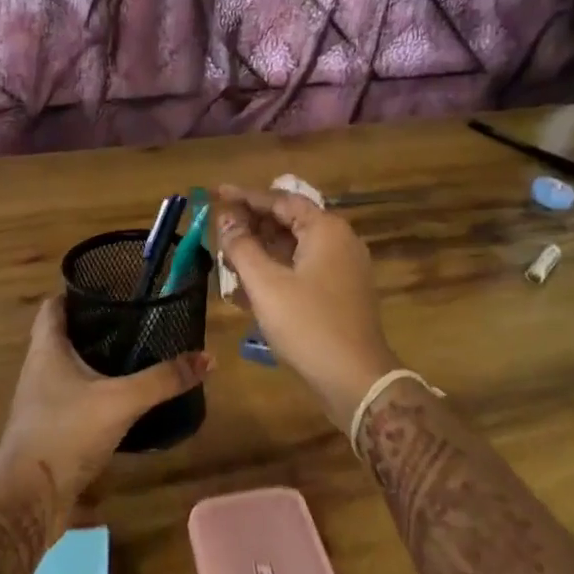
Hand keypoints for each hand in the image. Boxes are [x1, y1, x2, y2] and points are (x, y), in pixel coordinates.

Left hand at [0, 296, 211, 543]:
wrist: (28, 499)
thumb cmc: (66, 433)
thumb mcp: (121, 401)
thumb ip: (163, 379)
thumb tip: (207, 358)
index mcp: (47, 348)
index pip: (54, 305)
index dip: (78, 292)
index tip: (112, 288)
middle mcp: (39, 368)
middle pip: (64, 334)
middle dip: (96, 326)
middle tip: (135, 321)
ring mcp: (42, 401)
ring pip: (69, 368)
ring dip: (96, 360)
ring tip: (135, 354)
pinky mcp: (50, 429)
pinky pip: (74, 398)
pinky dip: (96, 392)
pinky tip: (123, 398)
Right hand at [213, 185, 397, 427]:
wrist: (356, 380)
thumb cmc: (308, 325)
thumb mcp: (266, 284)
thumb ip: (242, 247)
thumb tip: (225, 219)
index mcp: (325, 229)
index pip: (280, 200)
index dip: (245, 197)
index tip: (217, 193)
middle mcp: (339, 241)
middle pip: (290, 220)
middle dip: (253, 222)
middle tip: (219, 225)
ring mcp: (343, 268)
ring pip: (296, 245)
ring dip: (263, 246)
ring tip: (229, 251)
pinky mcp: (341, 292)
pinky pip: (304, 266)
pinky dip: (278, 267)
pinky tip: (252, 279)